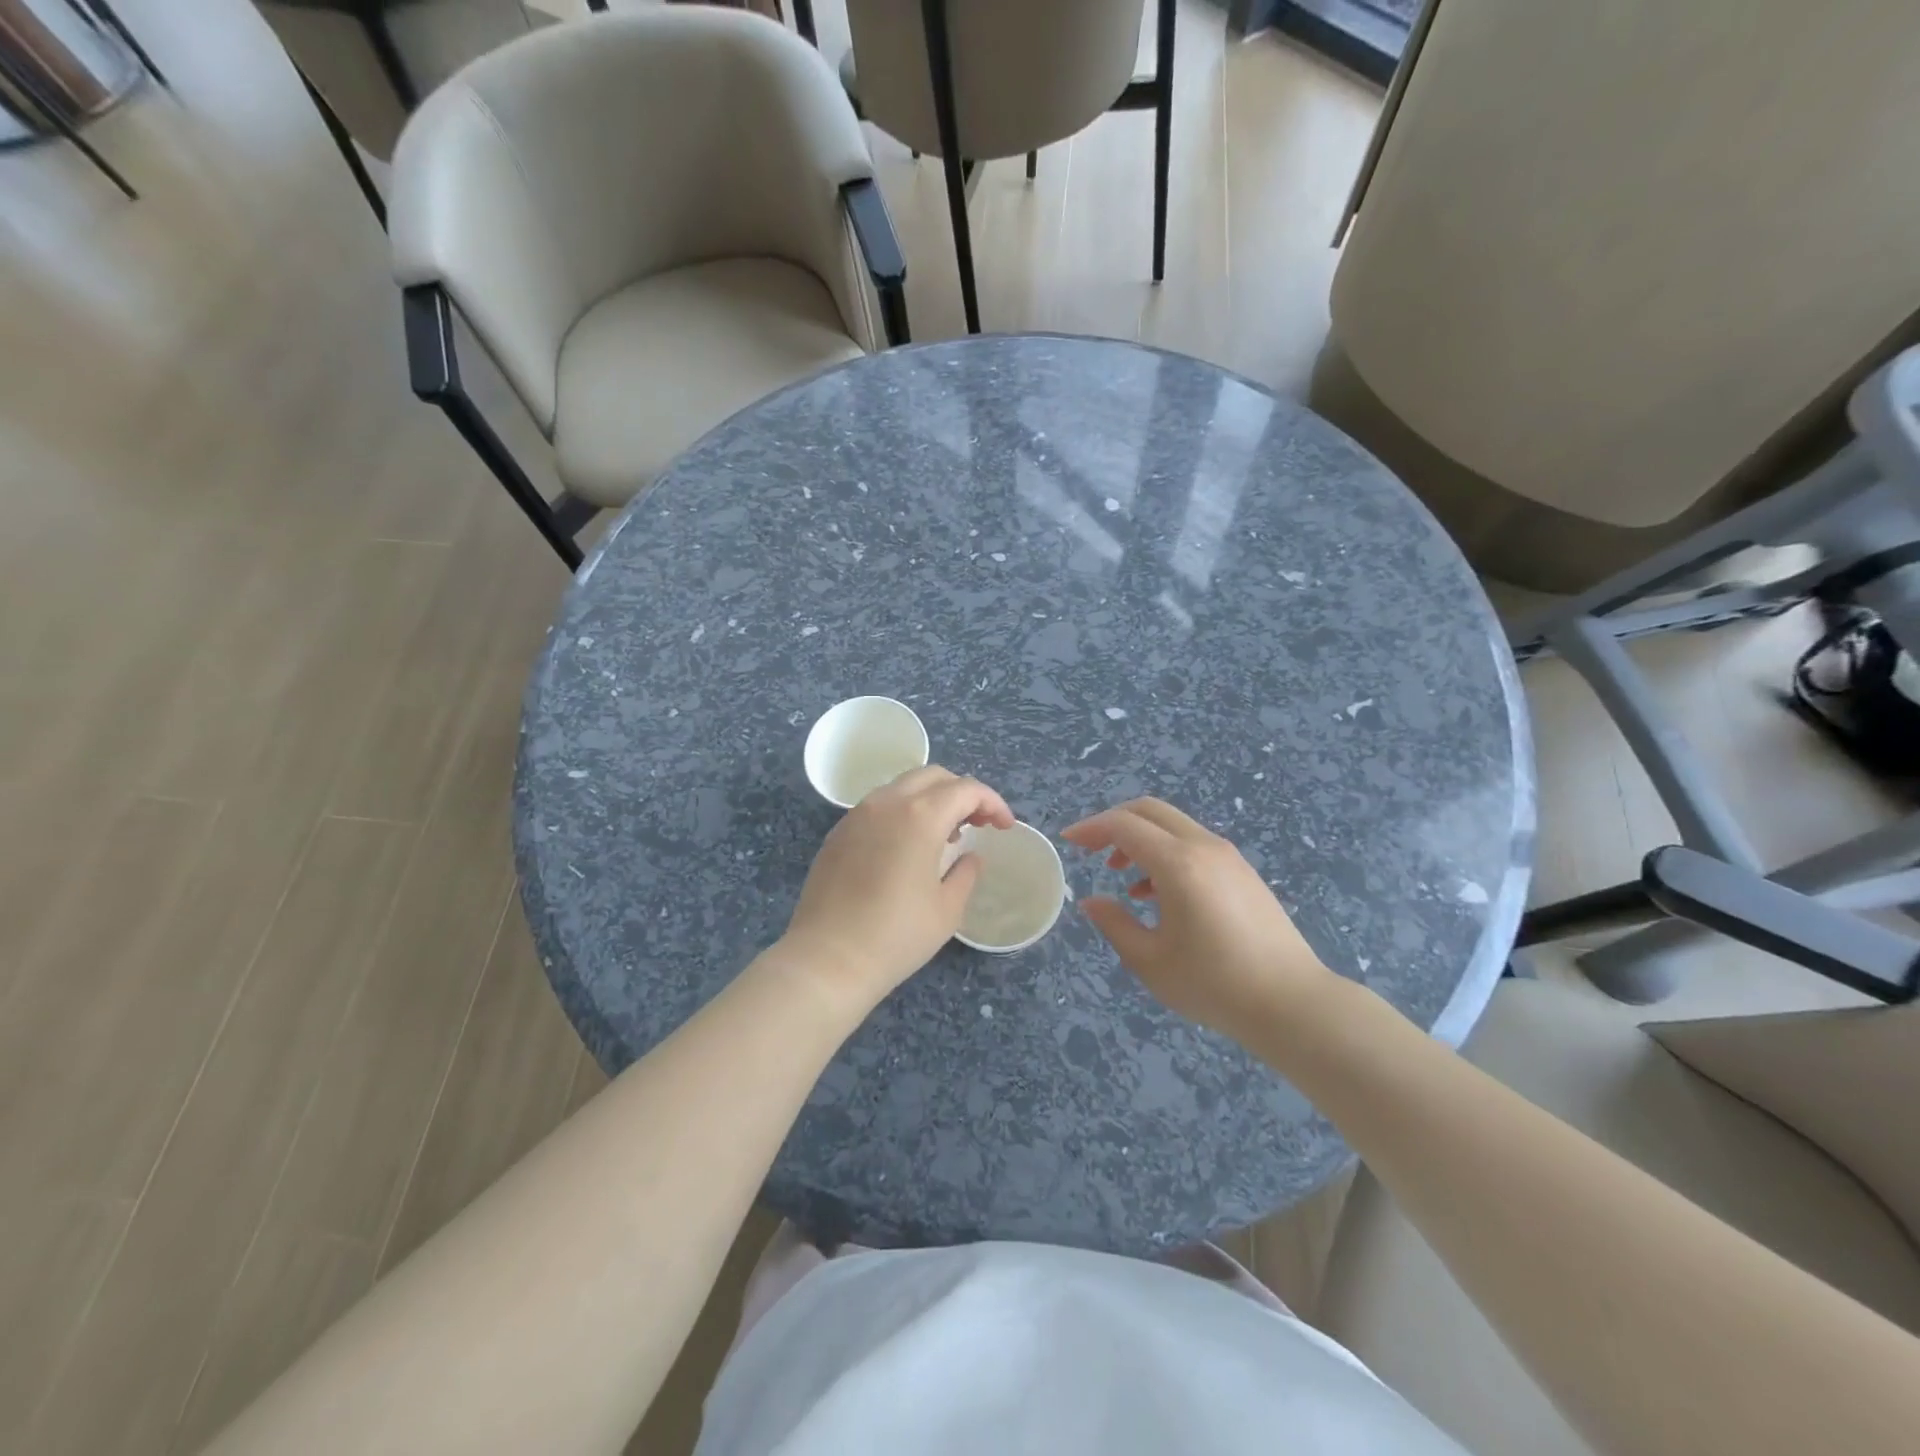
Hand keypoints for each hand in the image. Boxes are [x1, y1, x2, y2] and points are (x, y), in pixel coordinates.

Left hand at [780, 765, 1014, 1015]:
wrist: (828, 959)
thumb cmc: (896, 936)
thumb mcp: (947, 909)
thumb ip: (966, 873)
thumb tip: (970, 857)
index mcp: (920, 815)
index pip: (966, 790)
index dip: (992, 803)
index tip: (1004, 827)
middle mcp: (887, 803)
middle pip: (933, 777)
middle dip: (962, 793)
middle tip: (978, 824)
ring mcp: (857, 815)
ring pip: (902, 787)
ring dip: (931, 800)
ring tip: (945, 836)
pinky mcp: (838, 833)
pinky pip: (878, 806)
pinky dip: (903, 812)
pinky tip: (907, 848)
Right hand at [1062, 798, 1335, 1043]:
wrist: (1292, 1003)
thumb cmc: (1214, 984)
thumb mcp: (1150, 960)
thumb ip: (1114, 923)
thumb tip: (1092, 901)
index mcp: (1178, 863)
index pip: (1124, 825)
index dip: (1091, 828)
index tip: (1069, 841)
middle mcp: (1204, 847)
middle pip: (1150, 810)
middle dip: (1115, 823)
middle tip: (1091, 849)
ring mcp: (1228, 857)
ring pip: (1174, 826)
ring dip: (1142, 840)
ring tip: (1123, 879)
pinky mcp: (1243, 872)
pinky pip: (1194, 845)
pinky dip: (1166, 853)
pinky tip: (1159, 894)